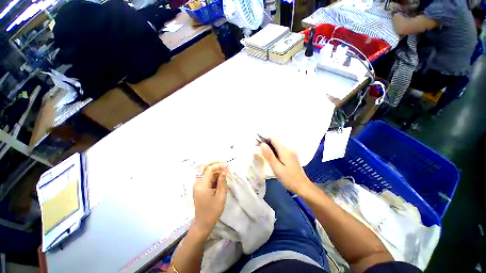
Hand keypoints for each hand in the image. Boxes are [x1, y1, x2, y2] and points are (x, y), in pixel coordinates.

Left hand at [192, 162, 227, 235]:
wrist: (203, 223)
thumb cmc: (213, 211)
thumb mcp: (221, 196)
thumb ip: (222, 181)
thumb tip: (225, 169)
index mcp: (202, 184)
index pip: (210, 169)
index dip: (219, 165)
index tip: (227, 166)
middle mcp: (198, 182)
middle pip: (207, 168)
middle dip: (217, 166)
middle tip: (226, 167)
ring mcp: (198, 185)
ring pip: (207, 173)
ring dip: (216, 172)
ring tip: (225, 175)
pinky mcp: (199, 188)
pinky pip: (207, 178)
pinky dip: (214, 177)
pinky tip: (221, 180)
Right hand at [260, 138, 311, 194]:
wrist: (303, 187)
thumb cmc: (289, 179)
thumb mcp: (277, 168)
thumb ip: (269, 155)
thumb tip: (262, 144)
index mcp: (285, 151)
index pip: (273, 138)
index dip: (264, 139)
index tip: (257, 145)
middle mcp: (288, 149)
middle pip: (275, 141)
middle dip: (266, 143)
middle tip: (258, 150)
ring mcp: (291, 153)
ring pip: (278, 146)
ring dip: (269, 148)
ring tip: (263, 155)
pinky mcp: (291, 157)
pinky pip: (280, 150)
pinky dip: (274, 151)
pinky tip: (271, 158)